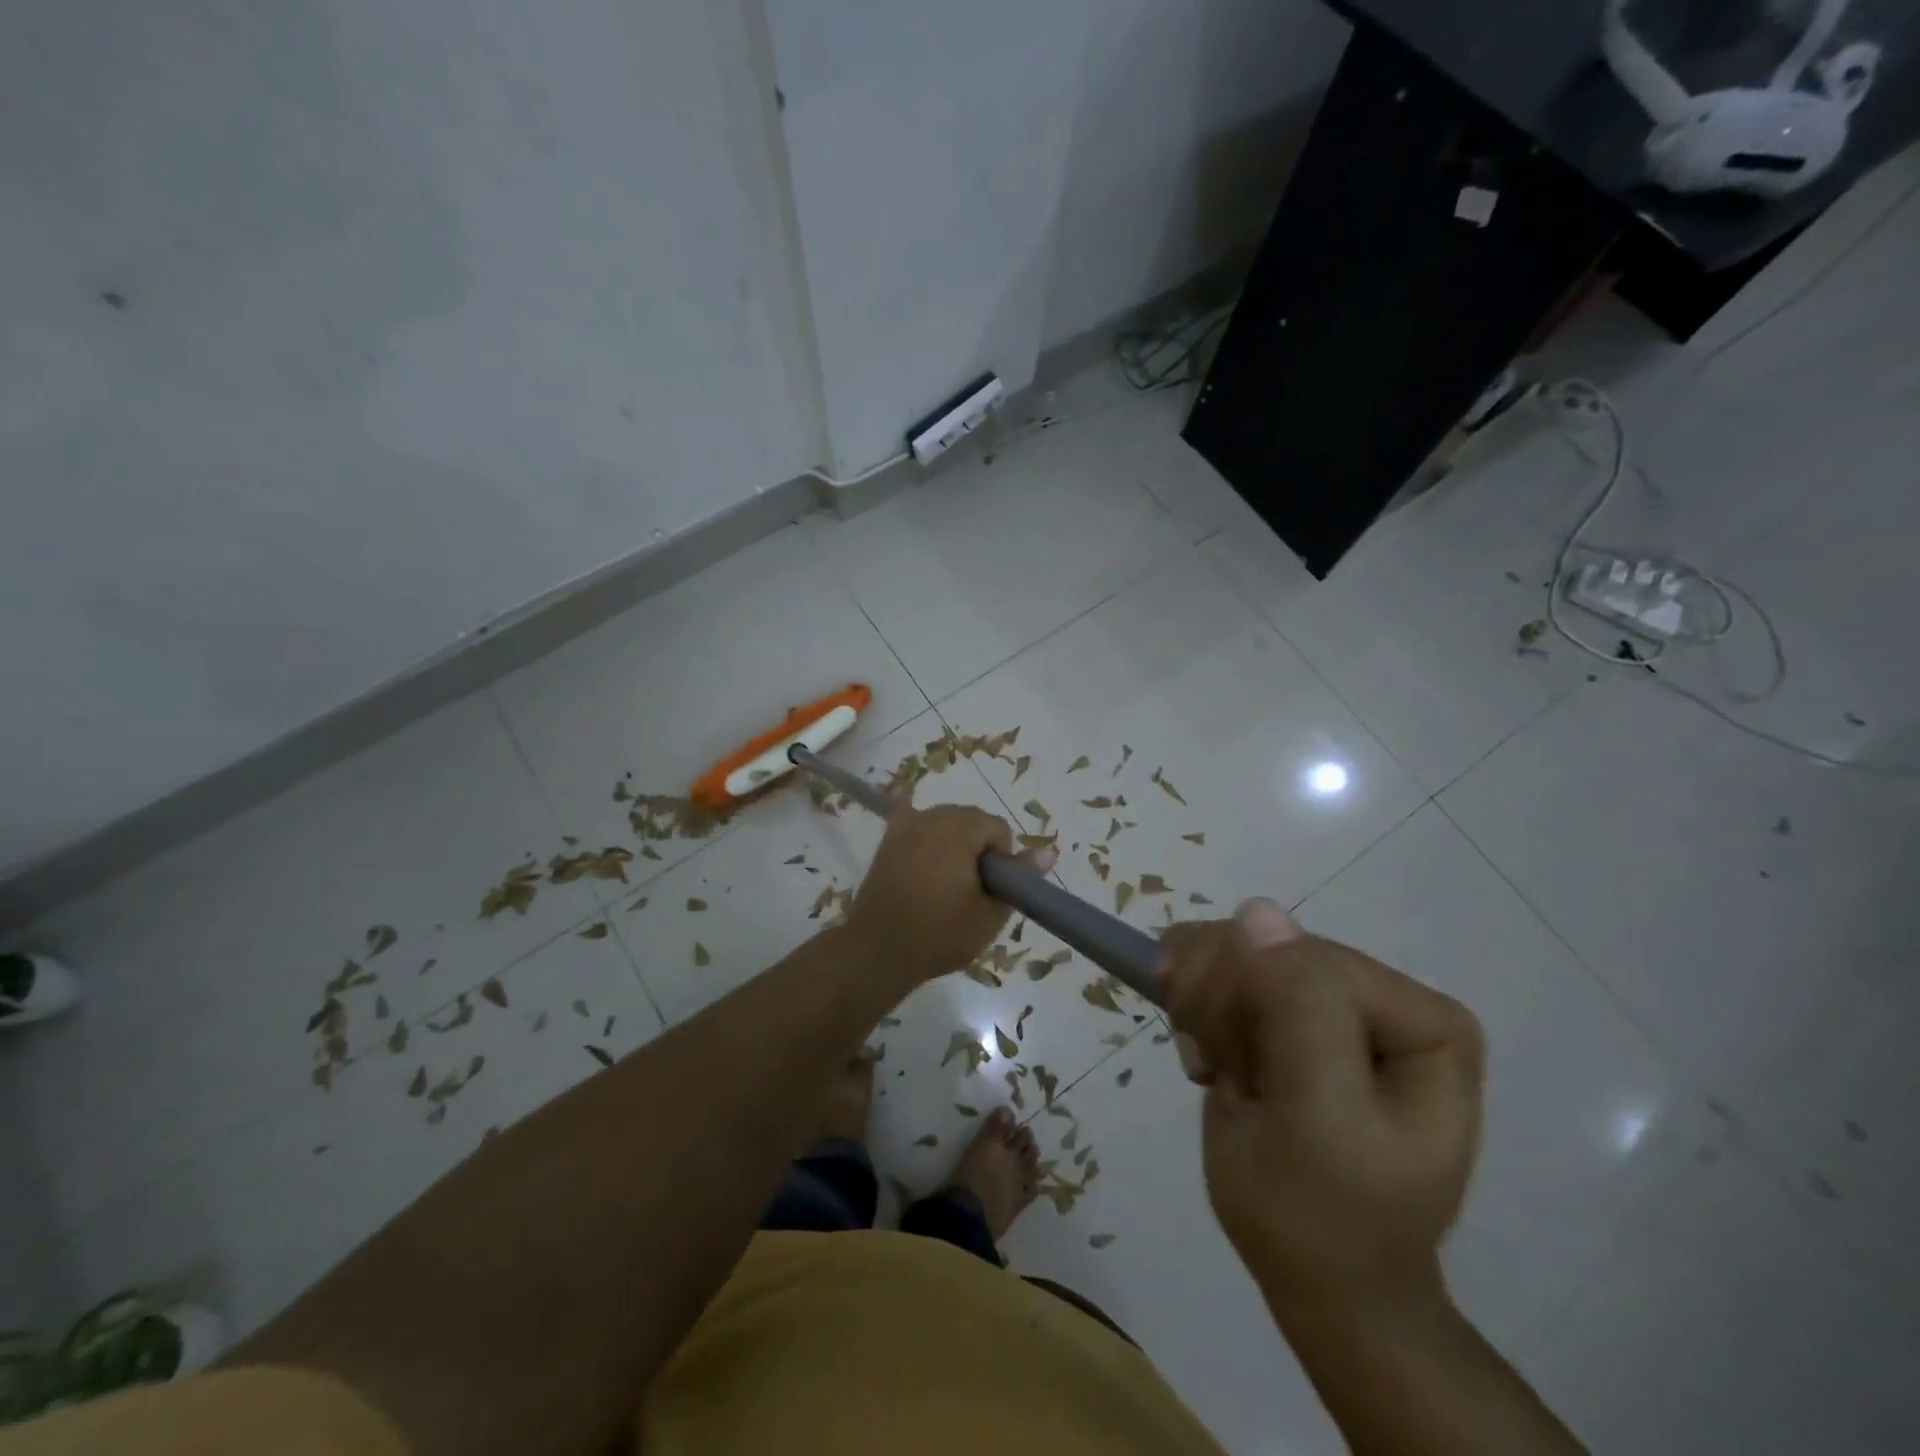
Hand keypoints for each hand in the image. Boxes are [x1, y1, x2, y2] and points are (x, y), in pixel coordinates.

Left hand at [844, 800, 1052, 987]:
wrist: (877, 951)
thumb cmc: (939, 935)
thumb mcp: (989, 914)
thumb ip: (1019, 879)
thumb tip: (1048, 853)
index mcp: (959, 831)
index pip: (997, 828)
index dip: (1002, 858)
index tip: (992, 888)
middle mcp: (932, 817)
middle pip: (971, 819)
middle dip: (979, 846)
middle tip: (972, 888)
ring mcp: (906, 826)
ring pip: (945, 820)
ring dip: (954, 840)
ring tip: (948, 880)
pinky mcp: (888, 840)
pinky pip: (909, 816)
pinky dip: (916, 817)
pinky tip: (912, 809)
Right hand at [1161, 900, 1484, 1314]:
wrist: (1316, 1277)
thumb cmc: (1323, 1215)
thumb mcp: (1319, 1121)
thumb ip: (1301, 1010)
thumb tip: (1258, 910)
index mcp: (1422, 1017)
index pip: (1303, 957)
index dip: (1248, 1000)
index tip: (1228, 1066)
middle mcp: (1381, 993)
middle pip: (1264, 946)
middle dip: (1222, 1009)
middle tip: (1224, 1074)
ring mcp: (1331, 996)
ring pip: (1230, 948)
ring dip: (1203, 1010)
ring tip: (1220, 1071)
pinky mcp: (1286, 1005)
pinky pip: (1215, 964)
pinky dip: (1194, 1009)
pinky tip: (1211, 1057)